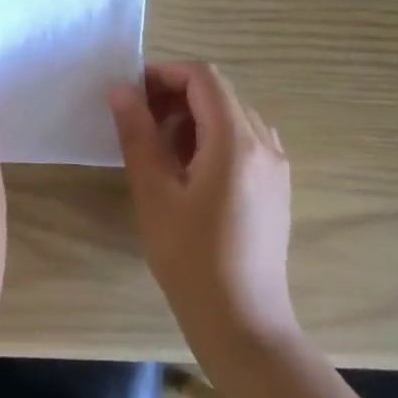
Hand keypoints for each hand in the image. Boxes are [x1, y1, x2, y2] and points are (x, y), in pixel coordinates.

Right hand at [109, 62, 298, 352]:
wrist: (242, 322)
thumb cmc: (191, 257)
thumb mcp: (153, 193)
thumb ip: (137, 134)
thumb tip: (121, 91)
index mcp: (236, 141)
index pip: (203, 77)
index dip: (164, 75)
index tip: (132, 95)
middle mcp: (264, 144)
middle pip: (219, 92)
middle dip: (176, 95)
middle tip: (139, 122)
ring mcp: (276, 166)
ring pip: (232, 115)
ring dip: (194, 116)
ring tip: (160, 149)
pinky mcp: (276, 186)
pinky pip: (245, 140)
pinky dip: (214, 137)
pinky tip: (190, 171)